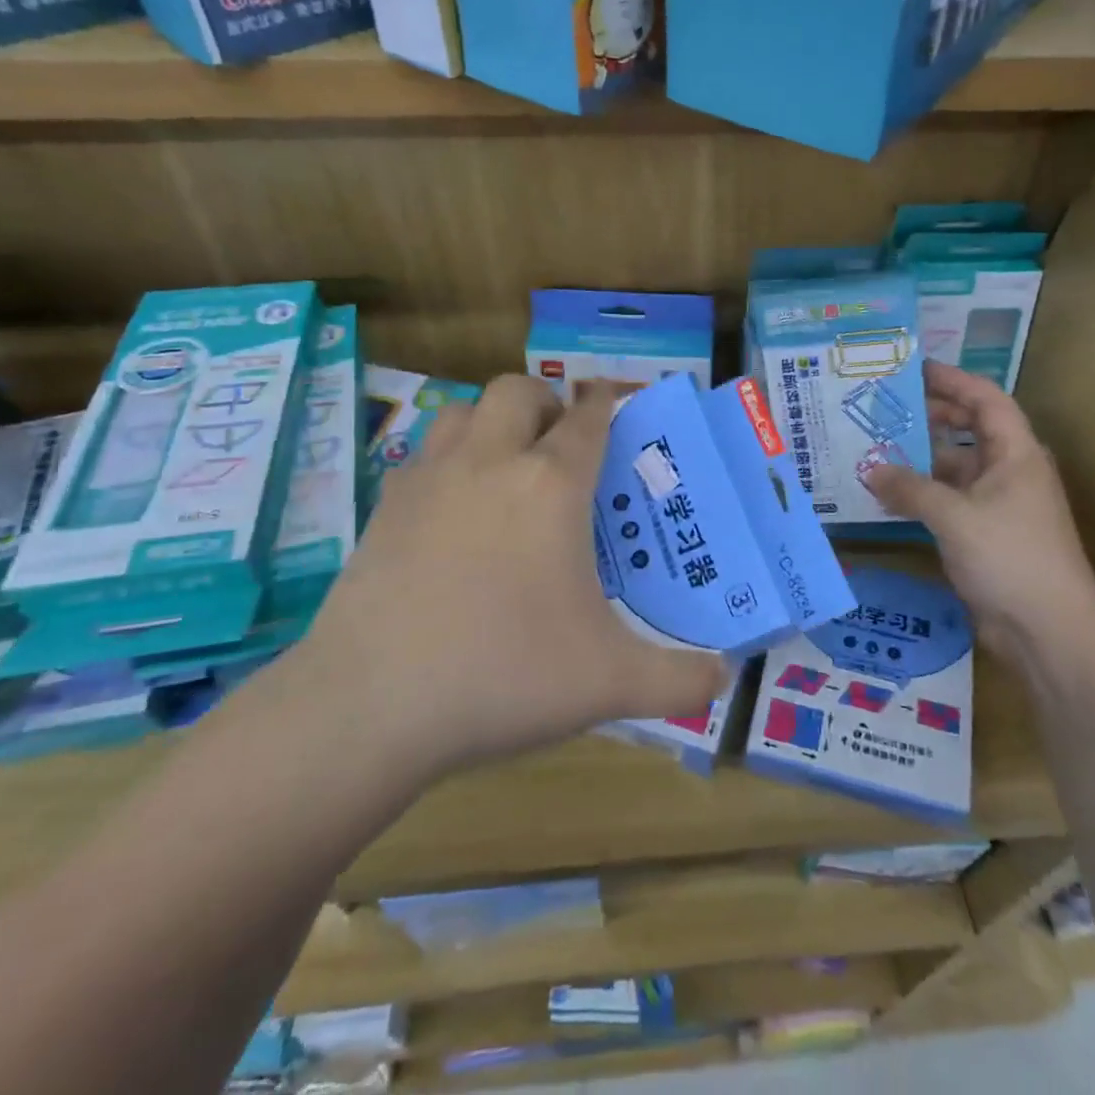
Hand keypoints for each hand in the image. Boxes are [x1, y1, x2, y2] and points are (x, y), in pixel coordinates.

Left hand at [298, 376, 726, 777]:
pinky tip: (453, 510)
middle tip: (559, 445)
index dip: (606, 401)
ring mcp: (430, 479)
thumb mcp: (609, 683)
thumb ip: (679, 680)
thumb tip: (724, 680)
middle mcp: (491, 462)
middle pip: (518, 390)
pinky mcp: (384, 507)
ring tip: (505, 465)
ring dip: (491, 420)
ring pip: (463, 409)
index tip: (616, 404)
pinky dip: (447, 459)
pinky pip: (423, 454)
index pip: (588, 417)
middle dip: (545, 401)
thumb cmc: (503, 675)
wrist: (370, 704)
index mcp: (551, 485)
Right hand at [864, 362, 1094, 643]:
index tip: (913, 369)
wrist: (1050, 631)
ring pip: (956, 468)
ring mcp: (999, 505)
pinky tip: (888, 497)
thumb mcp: (954, 516)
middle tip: (885, 407)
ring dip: (921, 460)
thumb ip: (909, 488)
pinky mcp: (986, 535)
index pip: (985, 399)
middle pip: (970, 429)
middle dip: (931, 416)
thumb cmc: (1009, 557)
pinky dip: (923, 495)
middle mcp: (1010, 471)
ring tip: (875, 449)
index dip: (952, 380)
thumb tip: (870, 469)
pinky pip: (950, 501)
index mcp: (1016, 453)